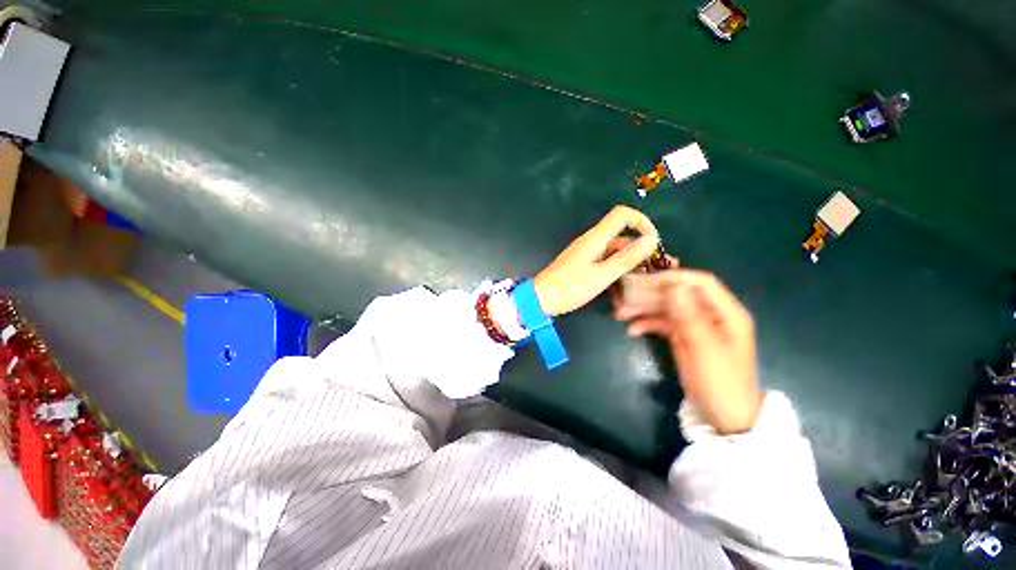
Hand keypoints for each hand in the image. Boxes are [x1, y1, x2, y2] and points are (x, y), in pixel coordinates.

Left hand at [534, 206, 659, 316]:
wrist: (541, 298)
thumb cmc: (569, 288)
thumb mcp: (602, 275)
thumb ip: (627, 257)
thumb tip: (651, 238)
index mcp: (595, 238)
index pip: (622, 214)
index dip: (641, 221)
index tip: (652, 241)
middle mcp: (591, 240)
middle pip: (620, 233)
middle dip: (639, 246)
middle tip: (653, 267)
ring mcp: (586, 251)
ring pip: (613, 248)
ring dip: (629, 258)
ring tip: (642, 278)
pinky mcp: (582, 262)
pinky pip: (604, 258)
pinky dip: (616, 265)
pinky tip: (623, 281)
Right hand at [614, 270, 761, 434]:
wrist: (726, 418)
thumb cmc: (720, 383)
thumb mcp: (704, 349)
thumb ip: (688, 316)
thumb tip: (672, 285)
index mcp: (726, 313)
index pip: (701, 283)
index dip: (674, 277)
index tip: (647, 280)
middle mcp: (711, 315)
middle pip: (679, 295)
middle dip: (652, 295)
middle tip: (626, 296)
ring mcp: (696, 326)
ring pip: (668, 308)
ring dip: (645, 309)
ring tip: (621, 313)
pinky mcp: (685, 338)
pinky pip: (664, 324)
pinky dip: (648, 325)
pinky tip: (633, 331)